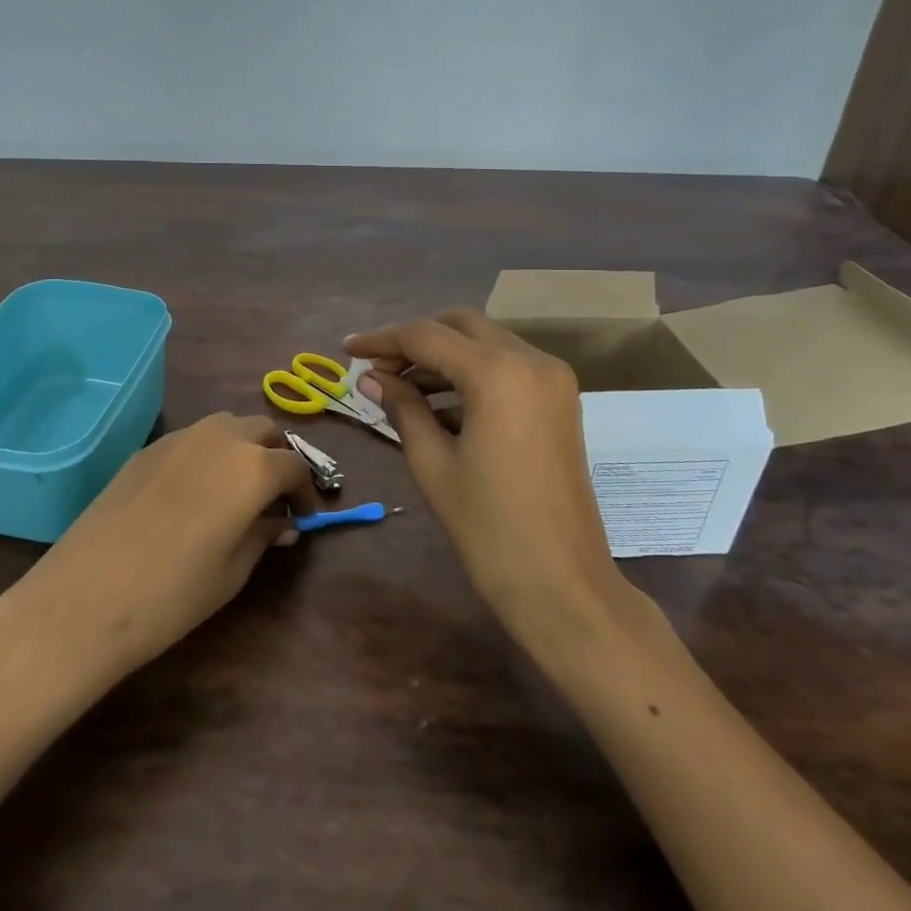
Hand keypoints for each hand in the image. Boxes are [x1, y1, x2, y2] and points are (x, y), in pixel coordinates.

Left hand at [0, 414, 315, 688]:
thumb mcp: (233, 571)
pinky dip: (209, 453)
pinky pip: (192, 438)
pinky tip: (196, 491)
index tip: (303, 517)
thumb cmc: (173, 593)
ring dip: (243, 447)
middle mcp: (219, 438)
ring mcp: (178, 438)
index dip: (305, 491)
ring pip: (227, 425)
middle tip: (275, 496)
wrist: (86, 597)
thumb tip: (283, 523)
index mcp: (252, 466)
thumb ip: (264, 536)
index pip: (294, 466)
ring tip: (238, 488)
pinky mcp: (146, 449)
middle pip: (263, 430)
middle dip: (277, 457)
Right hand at [345, 310, 628, 649]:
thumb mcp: (433, 463)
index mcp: (498, 373)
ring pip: (485, 343)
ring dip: (443, 357)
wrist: (563, 585)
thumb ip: (402, 407)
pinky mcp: (560, 401)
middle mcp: (532, 360)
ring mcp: (552, 379)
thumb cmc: (488, 528)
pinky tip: (437, 405)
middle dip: (415, 340)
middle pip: (460, 326)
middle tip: (377, 368)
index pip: (426, 336)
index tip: (346, 349)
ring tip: (400, 388)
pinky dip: (471, 375)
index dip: (381, 339)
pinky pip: (506, 368)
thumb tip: (371, 377)